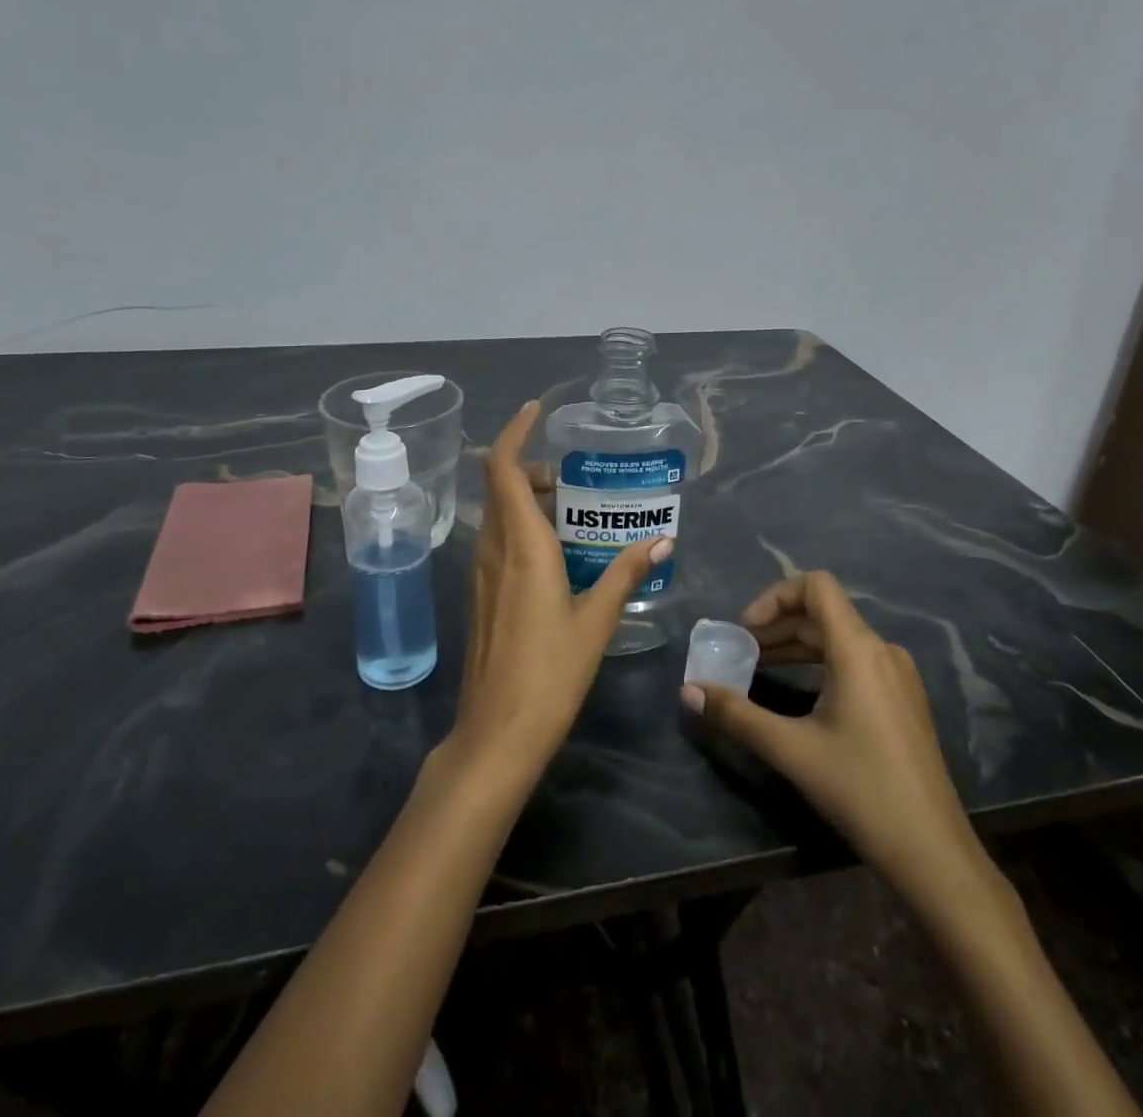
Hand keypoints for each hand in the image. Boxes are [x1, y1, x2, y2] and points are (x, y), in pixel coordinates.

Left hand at [455, 401, 672, 772]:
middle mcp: (494, 550)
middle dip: (530, 468)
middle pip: (500, 487)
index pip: (501, 468)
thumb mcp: (595, 621)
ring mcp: (482, 574)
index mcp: (521, 546)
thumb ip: (625, 575)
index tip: (535, 410)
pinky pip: (499, 542)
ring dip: (526, 499)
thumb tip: (661, 542)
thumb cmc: (550, 673)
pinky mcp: (482, 595)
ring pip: (498, 515)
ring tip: (572, 511)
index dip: (513, 431)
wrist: (497, 732)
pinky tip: (557, 555)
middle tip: (572, 478)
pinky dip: (522, 528)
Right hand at [683, 571, 1001, 923]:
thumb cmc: (861, 789)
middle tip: (741, 652)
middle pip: (823, 613)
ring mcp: (898, 675)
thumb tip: (688, 691)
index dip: (775, 596)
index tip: (746, 629)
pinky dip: (820, 664)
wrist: (933, 852)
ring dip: (796, 645)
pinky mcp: (903, 699)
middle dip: (777, 626)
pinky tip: (799, 693)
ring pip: (838, 639)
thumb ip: (737, 714)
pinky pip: (855, 662)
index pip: (816, 586)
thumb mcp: (791, 749)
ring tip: (760, 668)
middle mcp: (882, 650)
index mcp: (858, 649)